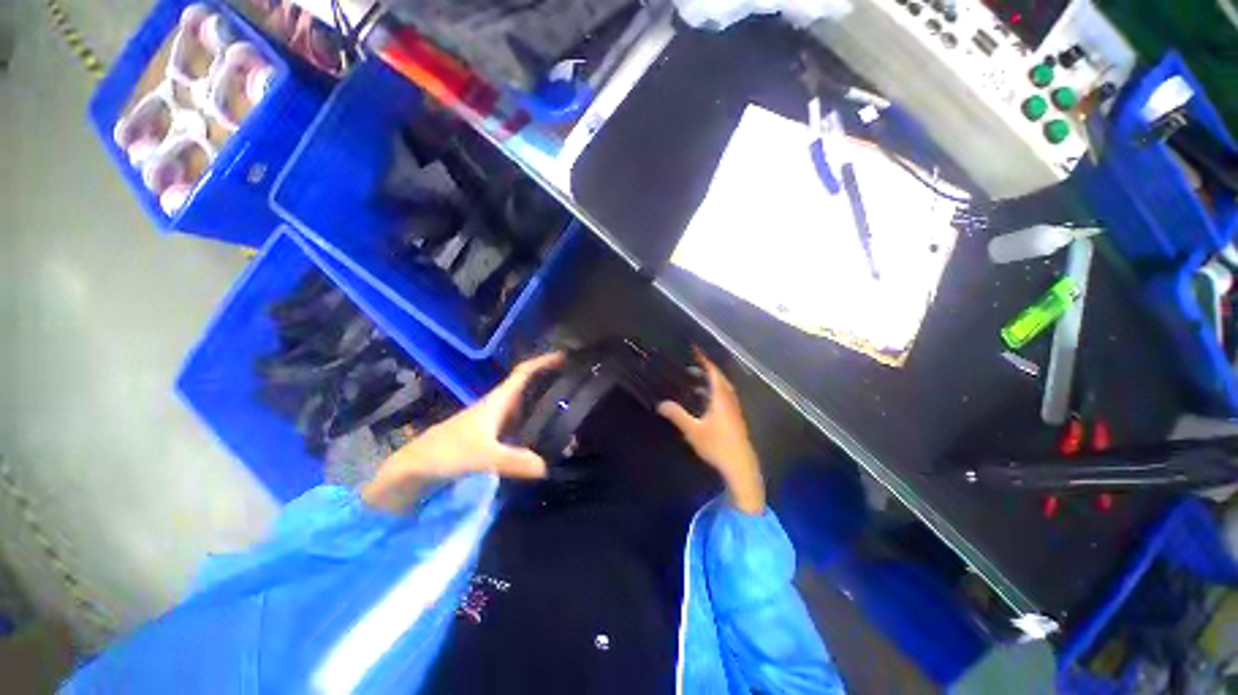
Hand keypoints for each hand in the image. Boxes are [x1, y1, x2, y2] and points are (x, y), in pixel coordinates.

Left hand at [362, 352, 563, 512]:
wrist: (416, 468)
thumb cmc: (446, 452)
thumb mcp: (481, 455)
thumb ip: (513, 460)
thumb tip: (548, 466)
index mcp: (498, 400)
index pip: (524, 372)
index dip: (544, 362)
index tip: (567, 357)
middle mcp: (500, 406)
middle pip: (529, 387)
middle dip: (552, 381)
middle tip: (578, 384)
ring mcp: (497, 422)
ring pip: (527, 406)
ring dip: (546, 404)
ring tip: (572, 408)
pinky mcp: (494, 437)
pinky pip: (522, 425)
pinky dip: (537, 425)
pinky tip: (549, 435)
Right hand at [658, 350, 764, 513]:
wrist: (741, 466)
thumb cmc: (717, 445)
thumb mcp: (693, 430)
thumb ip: (677, 416)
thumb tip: (661, 404)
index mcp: (721, 398)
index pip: (713, 373)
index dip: (705, 360)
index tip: (696, 350)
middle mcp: (730, 401)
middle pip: (720, 379)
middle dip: (707, 370)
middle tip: (693, 365)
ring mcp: (734, 410)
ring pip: (723, 389)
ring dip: (711, 382)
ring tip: (695, 382)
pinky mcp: (735, 419)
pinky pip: (724, 398)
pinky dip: (714, 393)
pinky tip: (705, 402)